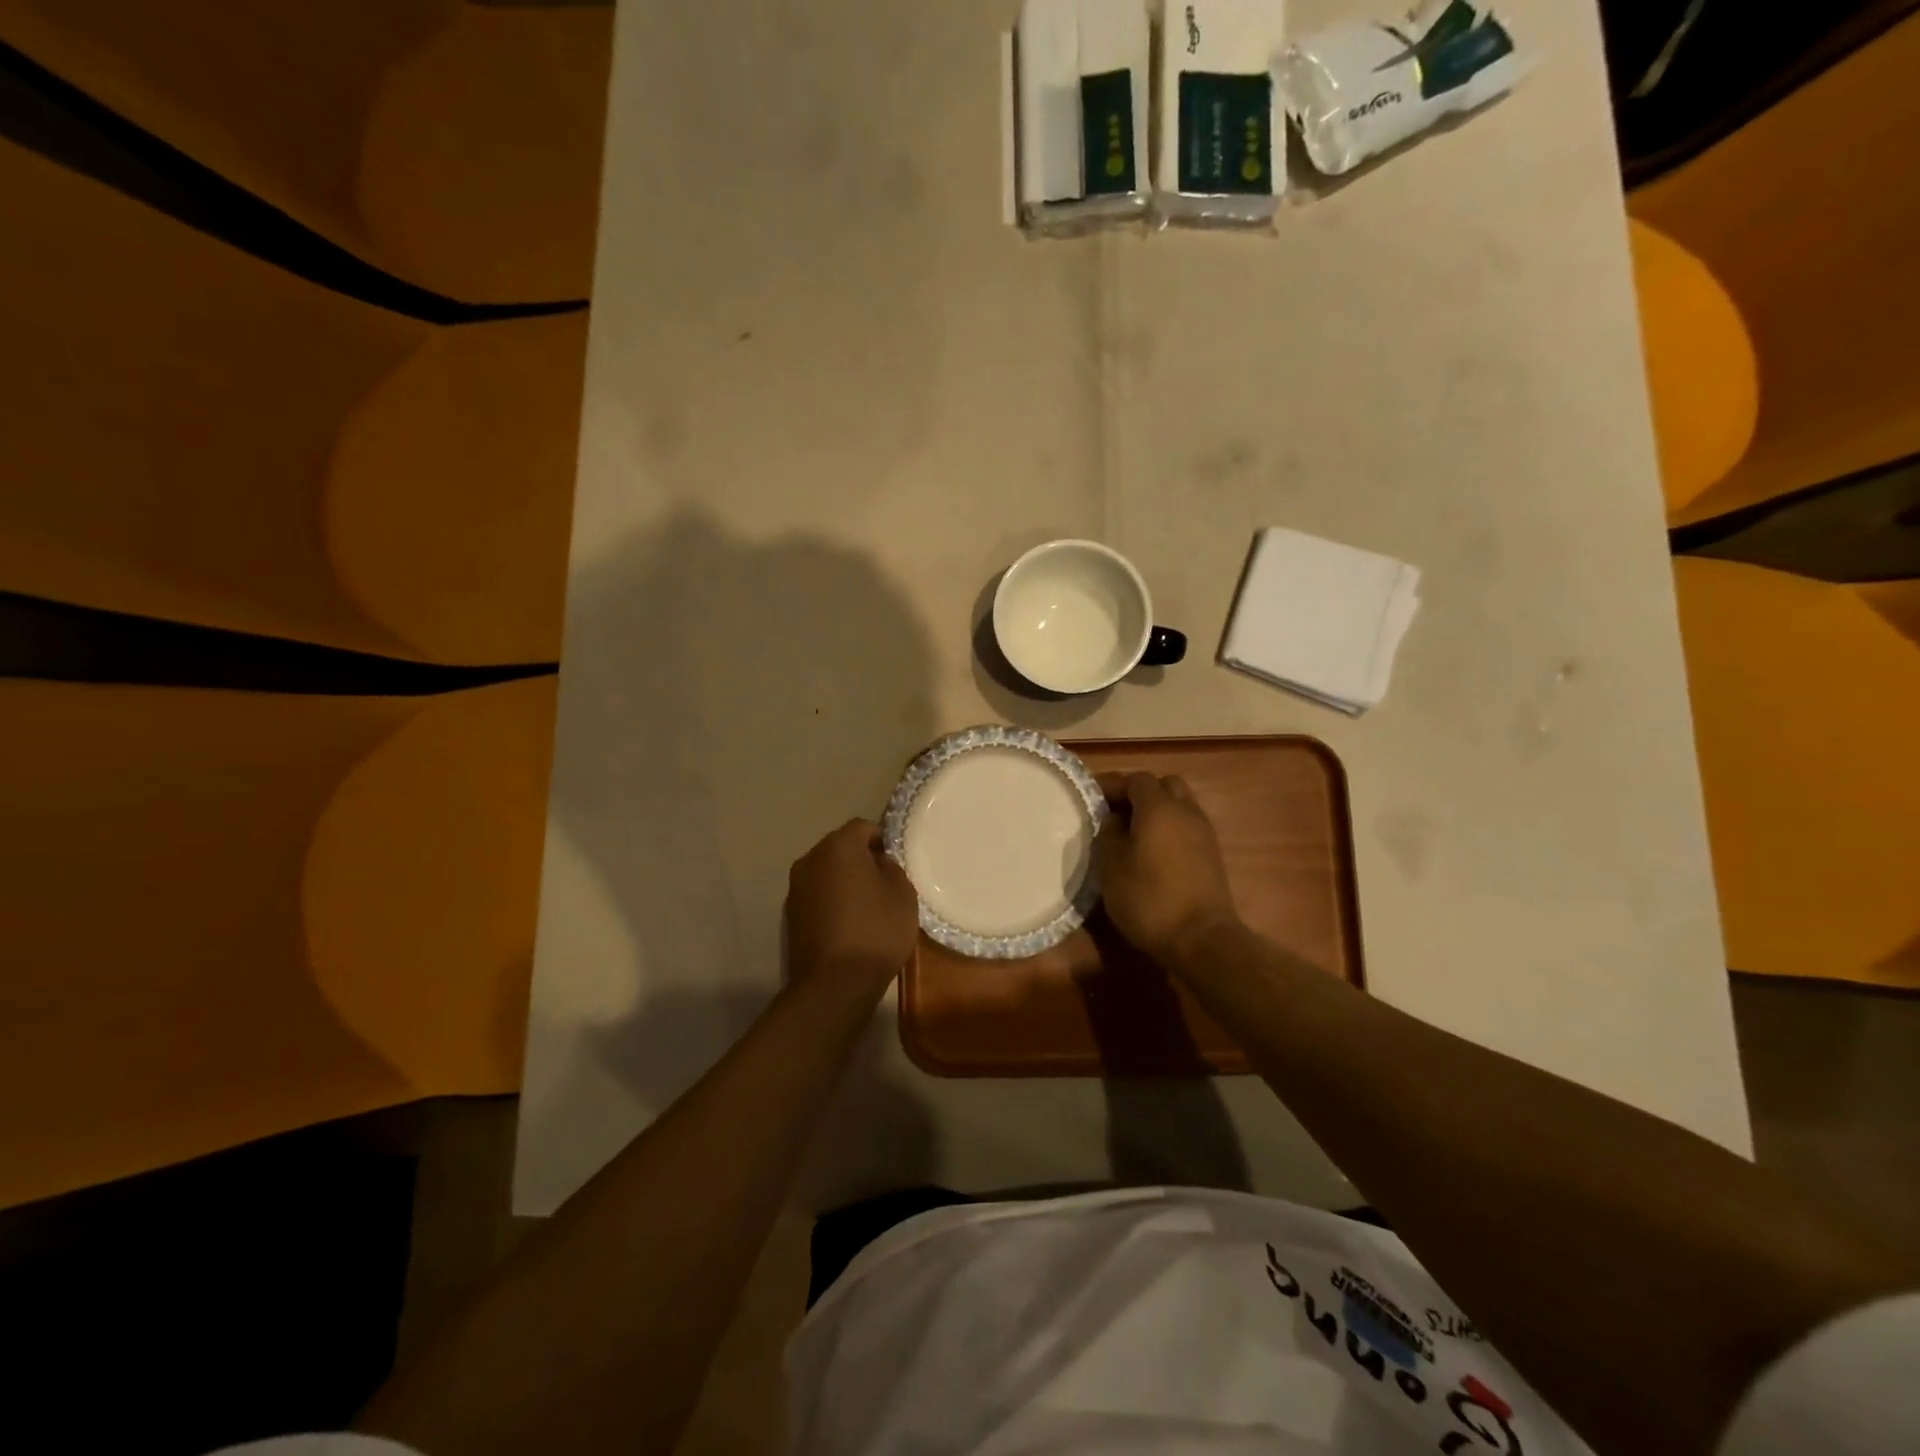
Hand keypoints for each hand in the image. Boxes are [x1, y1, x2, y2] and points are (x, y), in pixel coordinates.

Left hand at [785, 819, 919, 997]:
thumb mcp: (902, 894)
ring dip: (844, 881)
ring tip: (868, 905)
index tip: (897, 861)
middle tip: (885, 882)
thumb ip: (891, 868)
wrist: (834, 984)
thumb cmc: (875, 931)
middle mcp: (810, 859)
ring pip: (827, 872)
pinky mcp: (790, 915)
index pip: (863, 827)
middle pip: (840, 848)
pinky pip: (818, 896)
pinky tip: (850, 923)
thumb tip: (878, 863)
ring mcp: (796, 888)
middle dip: (861, 859)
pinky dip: (832, 901)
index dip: (882, 839)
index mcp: (838, 846)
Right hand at [1096, 772, 1239, 963]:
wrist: (1202, 939)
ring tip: (1133, 832)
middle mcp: (1186, 812)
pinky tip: (1153, 851)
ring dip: (1157, 811)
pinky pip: (1188, 827)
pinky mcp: (1212, 855)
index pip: (1136, 779)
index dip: (1113, 784)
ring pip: (1180, 805)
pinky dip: (1170, 829)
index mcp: (1159, 808)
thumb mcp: (1111, 866)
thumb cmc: (1149, 898)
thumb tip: (1114, 819)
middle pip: (1165, 785)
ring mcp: (1204, 833)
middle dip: (1140, 793)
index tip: (1092, 797)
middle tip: (1116, 811)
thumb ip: (1108, 834)